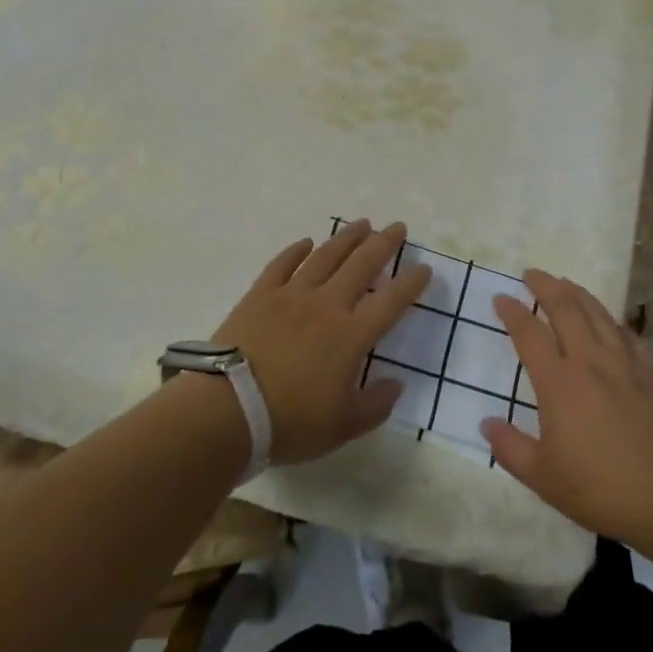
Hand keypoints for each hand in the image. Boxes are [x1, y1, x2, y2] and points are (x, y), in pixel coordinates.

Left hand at [211, 220, 430, 464]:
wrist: (227, 410)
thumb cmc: (289, 423)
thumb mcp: (343, 427)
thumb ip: (375, 405)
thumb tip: (396, 384)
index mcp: (351, 335)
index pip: (391, 301)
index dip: (411, 283)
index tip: (425, 267)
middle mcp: (326, 305)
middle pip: (361, 265)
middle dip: (383, 244)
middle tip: (397, 227)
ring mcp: (291, 295)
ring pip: (325, 256)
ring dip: (346, 238)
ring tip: (362, 224)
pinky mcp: (260, 295)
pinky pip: (282, 264)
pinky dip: (296, 250)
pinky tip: (306, 242)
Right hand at [480, 270, 652, 544]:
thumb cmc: (601, 487)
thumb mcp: (544, 478)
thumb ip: (511, 448)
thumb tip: (487, 424)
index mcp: (558, 382)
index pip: (529, 334)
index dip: (513, 312)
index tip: (501, 297)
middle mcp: (589, 361)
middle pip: (566, 309)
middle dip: (546, 286)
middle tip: (532, 274)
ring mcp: (626, 364)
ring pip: (599, 314)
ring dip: (578, 294)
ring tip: (566, 283)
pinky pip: (630, 336)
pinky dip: (615, 323)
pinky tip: (613, 324)